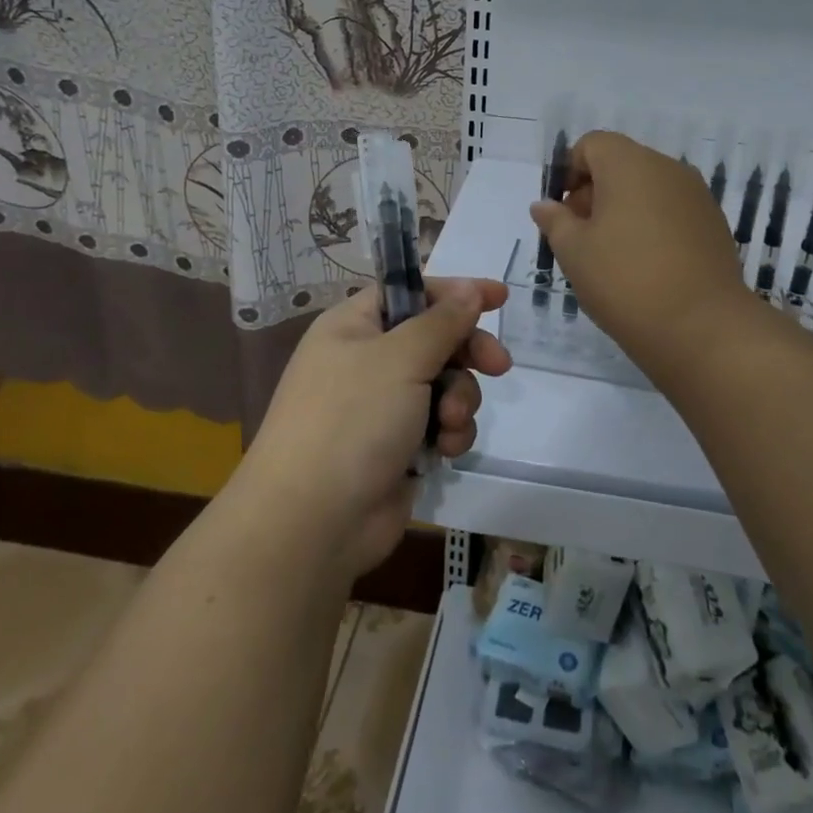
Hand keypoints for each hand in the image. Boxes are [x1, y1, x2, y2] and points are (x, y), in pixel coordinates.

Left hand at [238, 278, 510, 580]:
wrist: (313, 523)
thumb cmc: (352, 420)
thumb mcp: (401, 358)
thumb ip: (442, 321)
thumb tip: (469, 290)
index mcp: (353, 327)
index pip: (411, 293)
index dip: (454, 292)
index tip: (499, 297)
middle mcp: (366, 360)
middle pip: (434, 338)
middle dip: (468, 353)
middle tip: (499, 365)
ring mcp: (381, 407)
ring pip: (444, 384)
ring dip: (459, 399)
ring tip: (449, 422)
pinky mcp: (397, 447)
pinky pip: (439, 423)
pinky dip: (448, 433)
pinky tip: (444, 450)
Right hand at [529, 131, 755, 386]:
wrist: (703, 328)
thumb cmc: (625, 281)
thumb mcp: (574, 252)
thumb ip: (556, 221)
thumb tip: (545, 204)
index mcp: (629, 164)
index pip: (592, 145)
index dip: (569, 172)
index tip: (563, 213)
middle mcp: (667, 168)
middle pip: (621, 164)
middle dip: (595, 192)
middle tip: (581, 238)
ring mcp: (696, 195)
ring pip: (648, 188)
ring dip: (624, 210)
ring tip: (612, 256)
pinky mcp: (714, 223)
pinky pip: (672, 210)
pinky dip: (653, 226)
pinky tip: (646, 266)